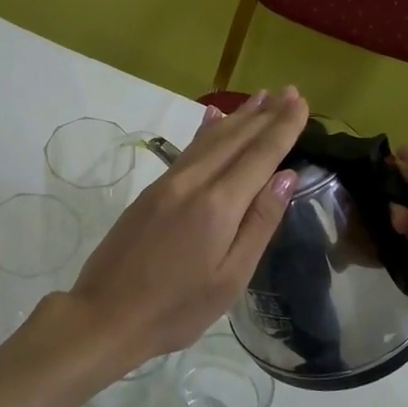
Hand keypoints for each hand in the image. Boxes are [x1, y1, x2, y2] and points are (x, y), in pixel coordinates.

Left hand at [66, 86, 307, 372]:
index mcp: (218, 205)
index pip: (260, 155)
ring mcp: (168, 184)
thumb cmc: (176, 309)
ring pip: (209, 139)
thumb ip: (259, 224)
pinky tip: (213, 118)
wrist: (105, 315)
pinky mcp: (151, 192)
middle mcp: (193, 182)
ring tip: (261, 97)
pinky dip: (207, 131)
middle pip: (235, 139)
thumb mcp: (230, 278)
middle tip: (290, 91)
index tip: (302, 102)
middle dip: (265, 114)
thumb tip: (286, 177)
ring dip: (239, 117)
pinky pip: (188, 150)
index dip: (283, 127)